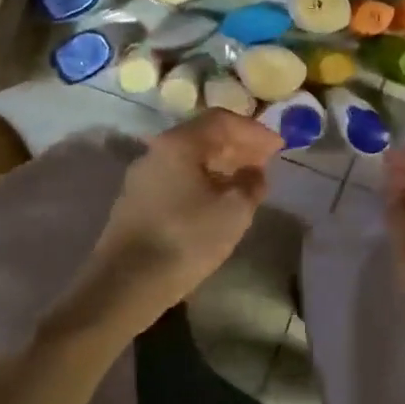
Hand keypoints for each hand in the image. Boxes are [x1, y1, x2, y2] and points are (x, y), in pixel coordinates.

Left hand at [69, 110, 283, 334]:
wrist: (125, 283)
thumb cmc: (186, 239)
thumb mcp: (233, 211)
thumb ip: (251, 183)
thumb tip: (254, 172)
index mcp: (178, 143)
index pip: (221, 120)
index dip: (254, 130)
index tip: (278, 146)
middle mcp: (156, 151)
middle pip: (203, 136)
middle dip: (238, 146)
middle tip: (266, 162)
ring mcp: (143, 176)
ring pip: (189, 159)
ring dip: (221, 165)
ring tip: (246, 183)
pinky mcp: (137, 201)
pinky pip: (177, 178)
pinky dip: (203, 181)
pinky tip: (217, 202)